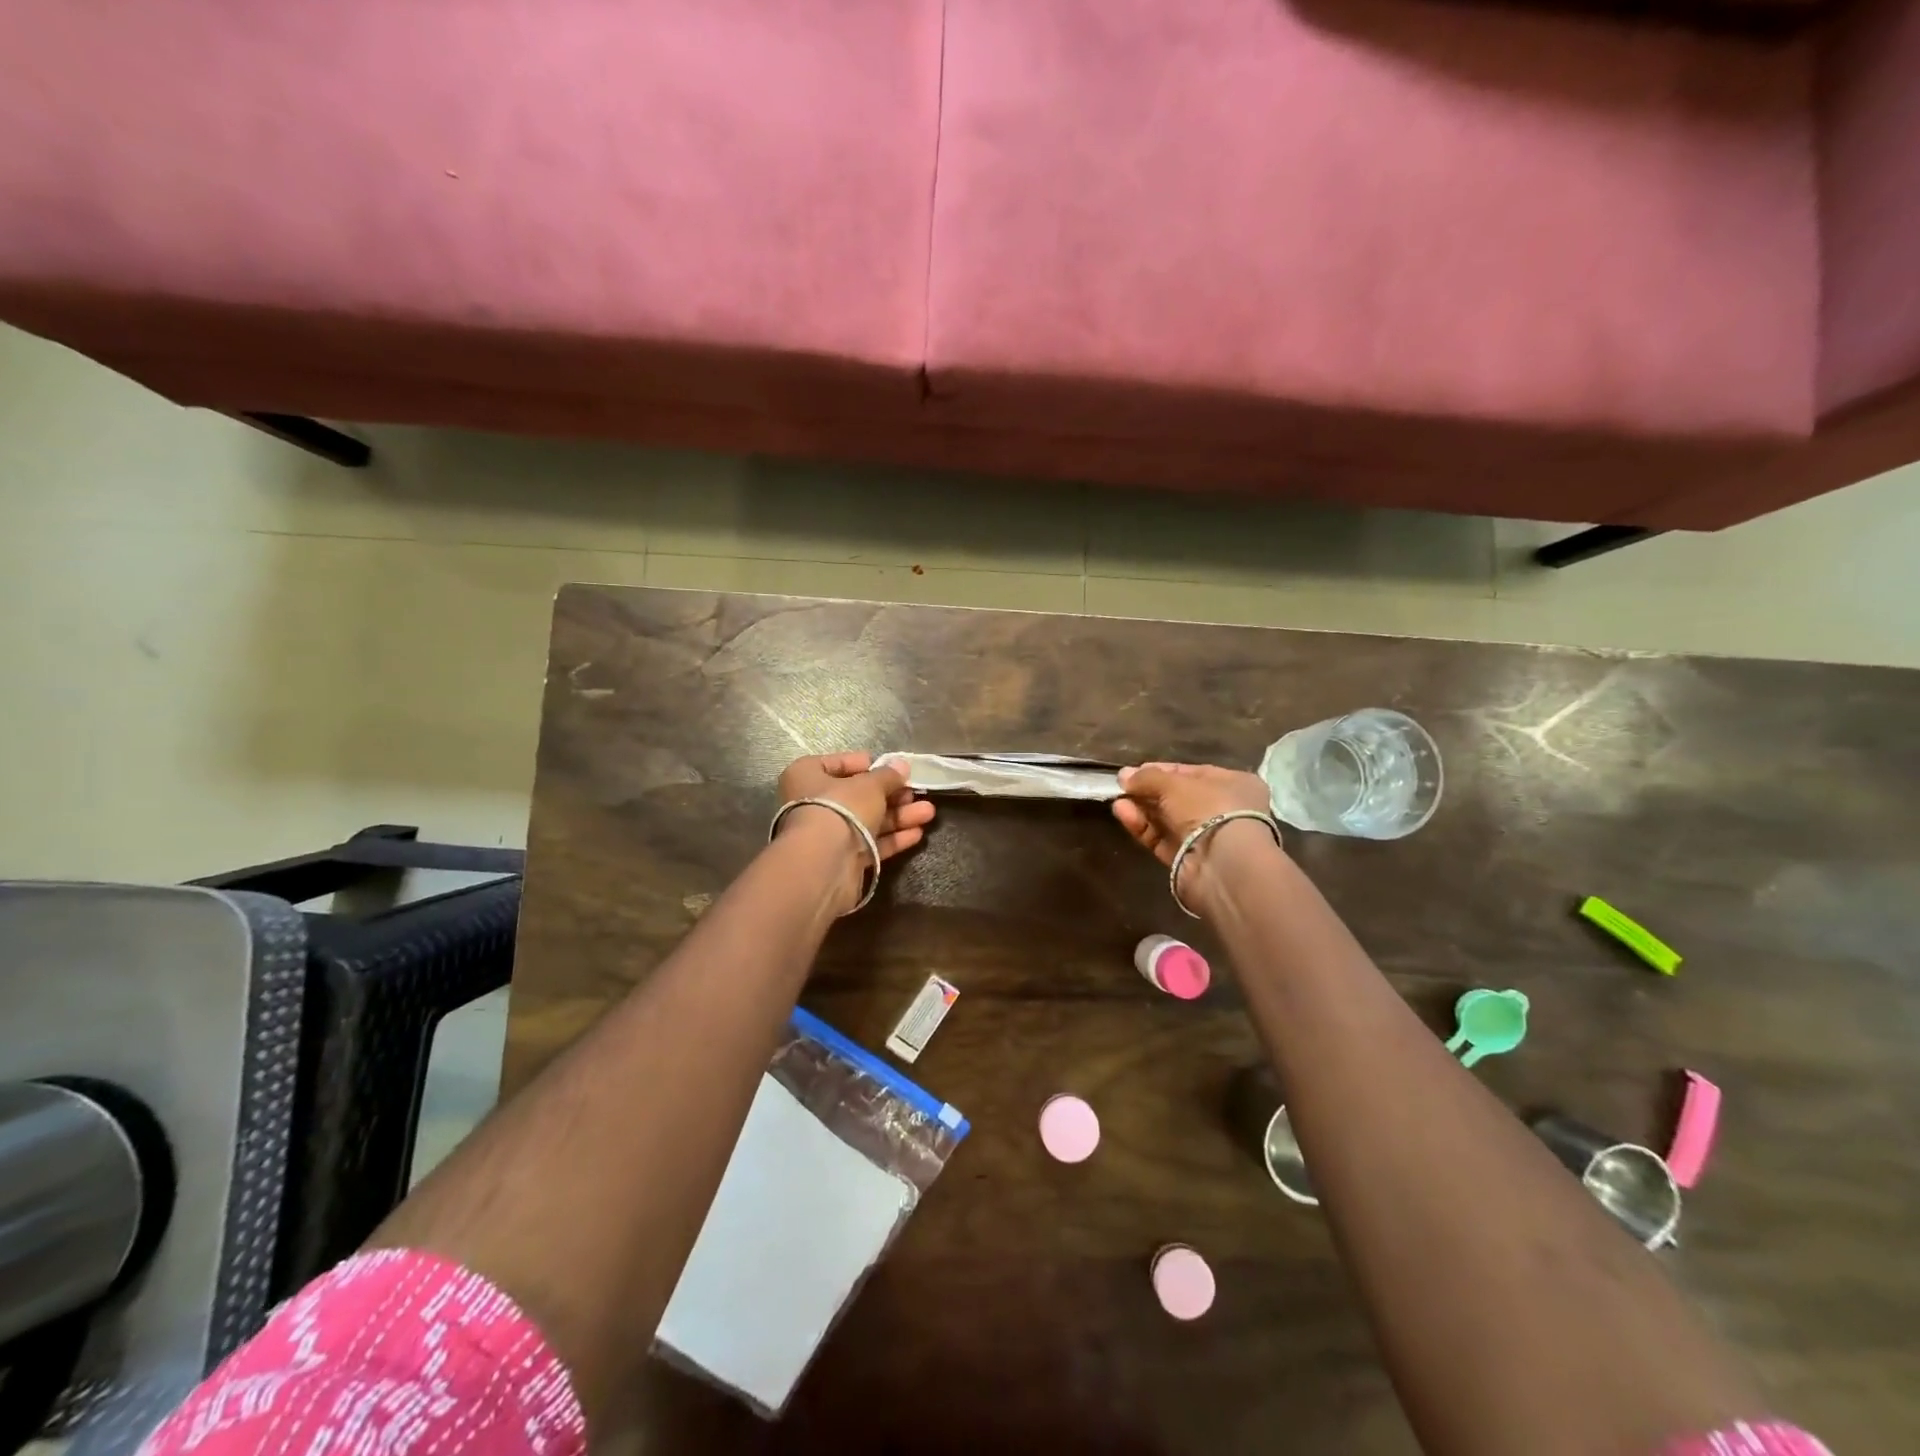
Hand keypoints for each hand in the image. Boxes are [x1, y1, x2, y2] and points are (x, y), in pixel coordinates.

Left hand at [776, 752, 935, 905]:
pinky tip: (917, 834)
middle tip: (916, 793)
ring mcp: (827, 835)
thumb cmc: (841, 808)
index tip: (891, 768)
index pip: (837, 763)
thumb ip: (888, 775)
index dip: (866, 765)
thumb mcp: (870, 785)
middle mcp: (812, 804)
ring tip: (929, 813)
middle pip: (857, 796)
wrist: (825, 864)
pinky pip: (869, 844)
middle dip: (891, 795)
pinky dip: (892, 839)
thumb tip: (901, 765)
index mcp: (807, 776)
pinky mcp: (841, 860)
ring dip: (898, 817)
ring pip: (867, 821)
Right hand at [1112, 762, 1280, 911]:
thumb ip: (1148, 777)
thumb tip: (1124, 775)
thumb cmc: (1209, 809)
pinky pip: (1162, 840)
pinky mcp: (1189, 861)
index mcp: (1235, 785)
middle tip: (1122, 786)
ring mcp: (1206, 838)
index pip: (1194, 773)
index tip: (1136, 771)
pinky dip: (1143, 828)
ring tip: (1117, 801)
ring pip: (1167, 820)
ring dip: (1142, 809)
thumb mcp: (1175, 784)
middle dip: (1149, 792)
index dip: (1163, 771)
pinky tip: (1123, 814)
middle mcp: (1224, 810)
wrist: (1223, 864)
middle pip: (1178, 798)